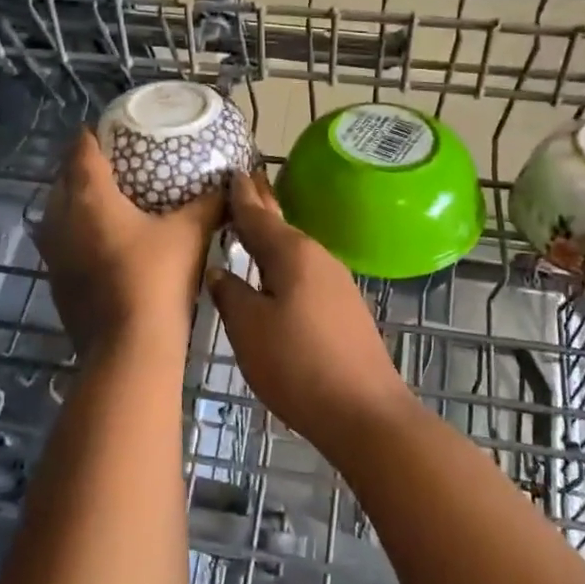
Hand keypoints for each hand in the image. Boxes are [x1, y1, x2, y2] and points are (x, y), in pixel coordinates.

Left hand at [37, 129, 222, 357]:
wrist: (129, 349)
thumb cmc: (157, 278)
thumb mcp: (190, 234)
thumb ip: (209, 204)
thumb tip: (230, 183)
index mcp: (88, 196)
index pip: (81, 149)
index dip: (94, 134)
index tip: (112, 129)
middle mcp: (60, 219)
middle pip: (65, 179)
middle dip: (85, 167)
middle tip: (118, 164)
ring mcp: (53, 253)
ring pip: (59, 212)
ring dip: (79, 202)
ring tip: (111, 201)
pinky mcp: (56, 281)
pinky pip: (63, 242)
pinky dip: (79, 233)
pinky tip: (106, 243)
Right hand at [207, 171, 411, 450]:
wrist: (365, 413)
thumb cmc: (298, 366)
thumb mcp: (249, 329)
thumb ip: (230, 293)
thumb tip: (219, 270)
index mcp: (292, 253)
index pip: (258, 215)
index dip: (240, 196)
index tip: (231, 170)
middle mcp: (317, 257)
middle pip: (281, 226)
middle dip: (261, 206)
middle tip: (243, 182)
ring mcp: (336, 282)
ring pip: (295, 249)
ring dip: (272, 236)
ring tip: (251, 225)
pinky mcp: (344, 307)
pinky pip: (306, 271)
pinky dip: (285, 262)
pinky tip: (276, 272)